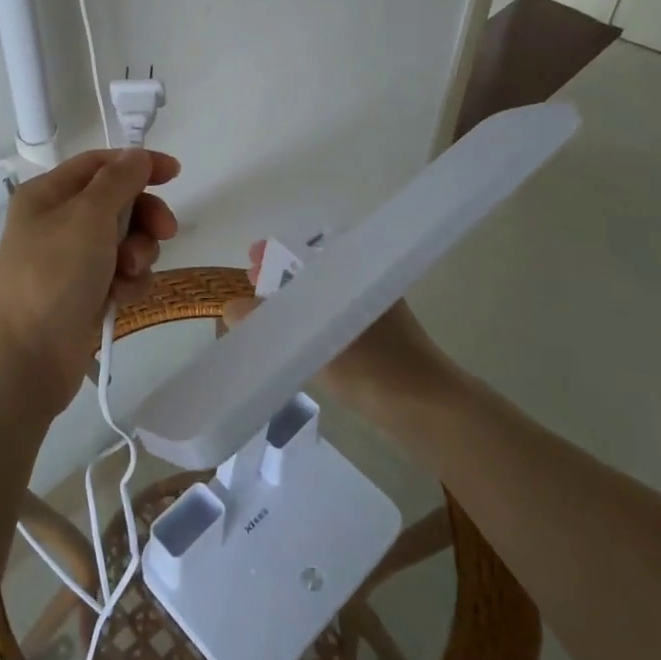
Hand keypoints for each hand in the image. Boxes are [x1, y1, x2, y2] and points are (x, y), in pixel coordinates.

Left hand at [0, 148, 179, 421]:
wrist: (22, 359)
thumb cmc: (52, 275)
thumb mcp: (87, 215)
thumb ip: (119, 180)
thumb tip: (137, 155)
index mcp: (48, 194)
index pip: (100, 164)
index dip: (138, 164)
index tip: (175, 174)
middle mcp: (58, 223)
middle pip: (118, 203)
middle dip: (144, 217)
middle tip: (164, 232)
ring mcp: (71, 262)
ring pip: (125, 242)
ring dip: (138, 254)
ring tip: (129, 273)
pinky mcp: (84, 296)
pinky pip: (121, 277)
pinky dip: (128, 284)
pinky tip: (121, 299)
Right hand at [221, 240, 448, 421]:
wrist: (430, 411)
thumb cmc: (375, 367)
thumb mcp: (313, 341)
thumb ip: (269, 324)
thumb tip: (230, 308)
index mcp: (358, 273)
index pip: (311, 249)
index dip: (277, 251)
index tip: (251, 257)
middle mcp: (367, 286)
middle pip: (316, 271)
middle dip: (282, 275)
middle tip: (252, 281)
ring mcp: (373, 315)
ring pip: (324, 297)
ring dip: (294, 300)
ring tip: (264, 312)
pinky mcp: (376, 342)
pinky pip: (333, 319)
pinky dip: (309, 321)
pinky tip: (291, 338)